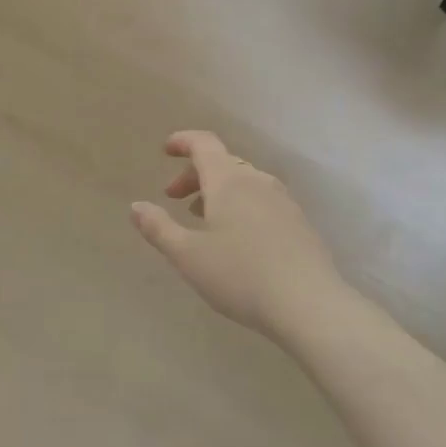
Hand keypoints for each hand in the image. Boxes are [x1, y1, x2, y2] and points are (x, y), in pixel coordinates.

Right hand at [130, 132, 341, 340]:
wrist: (309, 305)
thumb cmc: (239, 275)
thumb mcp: (186, 255)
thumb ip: (158, 227)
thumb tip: (136, 206)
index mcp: (228, 181)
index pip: (204, 144)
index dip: (183, 141)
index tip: (165, 150)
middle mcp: (257, 181)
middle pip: (222, 163)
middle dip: (194, 174)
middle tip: (173, 198)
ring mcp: (283, 201)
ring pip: (244, 182)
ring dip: (217, 191)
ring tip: (202, 219)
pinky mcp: (298, 223)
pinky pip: (261, 200)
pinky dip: (240, 205)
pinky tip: (236, 238)